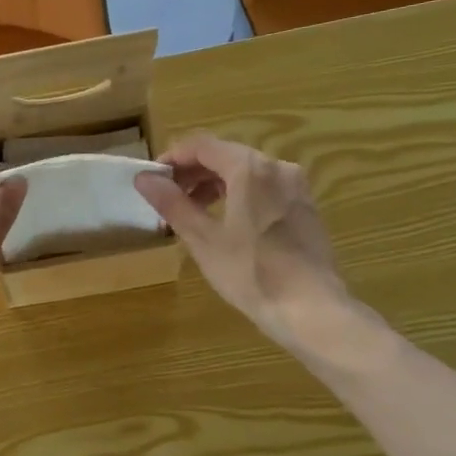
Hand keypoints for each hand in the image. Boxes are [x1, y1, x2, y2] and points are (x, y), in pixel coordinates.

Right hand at [134, 135, 354, 351]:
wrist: (311, 308)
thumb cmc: (251, 272)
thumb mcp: (204, 239)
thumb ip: (173, 203)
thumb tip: (144, 178)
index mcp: (250, 168)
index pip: (202, 146)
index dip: (173, 158)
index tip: (152, 179)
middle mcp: (277, 167)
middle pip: (226, 156)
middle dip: (193, 173)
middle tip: (168, 198)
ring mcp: (296, 187)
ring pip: (247, 173)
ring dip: (215, 184)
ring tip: (193, 212)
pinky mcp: (305, 208)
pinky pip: (265, 189)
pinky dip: (240, 195)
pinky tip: (227, 224)